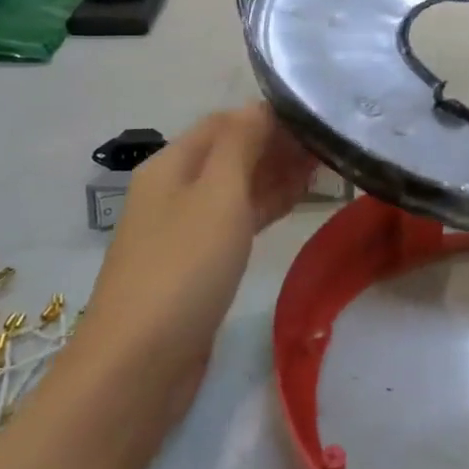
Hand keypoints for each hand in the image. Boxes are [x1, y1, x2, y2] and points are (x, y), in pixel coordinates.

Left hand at [78, 104, 312, 421]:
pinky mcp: (197, 265)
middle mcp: (174, 189)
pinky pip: (236, 221)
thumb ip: (242, 144)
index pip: (225, 122)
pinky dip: (266, 207)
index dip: (268, 116)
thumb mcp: (218, 194)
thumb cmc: (184, 267)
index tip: (316, 119)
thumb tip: (261, 105)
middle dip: (277, 145)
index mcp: (171, 164)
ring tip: (325, 167)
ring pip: (236, 188)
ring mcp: (184, 229)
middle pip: (230, 153)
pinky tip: (295, 203)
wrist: (139, 363)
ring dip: (275, 175)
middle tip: (329, 145)